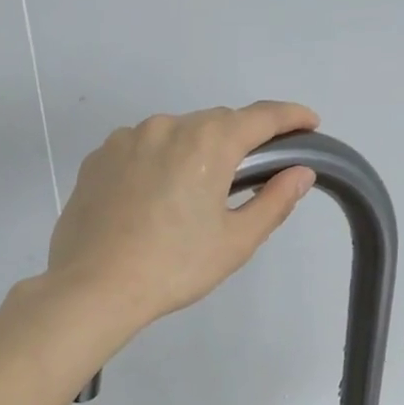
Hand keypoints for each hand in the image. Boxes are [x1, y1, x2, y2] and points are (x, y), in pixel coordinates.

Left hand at [47, 102, 319, 331]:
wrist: (93, 288)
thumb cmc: (174, 267)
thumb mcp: (235, 242)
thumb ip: (274, 201)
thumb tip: (301, 173)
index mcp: (207, 142)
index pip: (261, 117)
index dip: (291, 117)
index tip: (309, 123)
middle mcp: (165, 126)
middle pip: (216, 123)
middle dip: (239, 142)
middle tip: (250, 177)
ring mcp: (125, 140)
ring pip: (174, 135)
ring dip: (194, 153)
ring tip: (194, 196)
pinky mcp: (97, 159)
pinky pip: (140, 150)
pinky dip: (157, 163)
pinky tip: (153, 200)